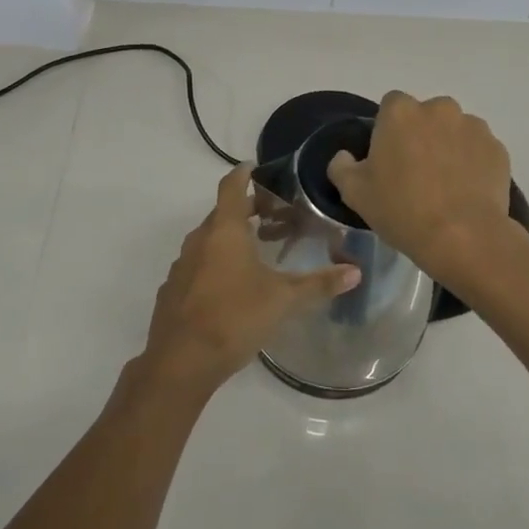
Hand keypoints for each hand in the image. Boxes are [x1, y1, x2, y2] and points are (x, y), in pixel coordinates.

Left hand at [140, 165, 360, 397]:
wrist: (180, 361)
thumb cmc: (234, 318)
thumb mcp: (283, 300)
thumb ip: (319, 284)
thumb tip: (356, 272)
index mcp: (224, 231)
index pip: (232, 187)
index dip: (243, 174)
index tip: (255, 166)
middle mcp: (199, 240)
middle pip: (222, 214)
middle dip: (245, 210)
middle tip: (272, 215)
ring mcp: (181, 266)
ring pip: (208, 241)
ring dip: (229, 239)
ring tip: (255, 250)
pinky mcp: (173, 290)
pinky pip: (196, 265)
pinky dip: (214, 264)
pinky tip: (230, 286)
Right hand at [326, 91, 514, 284]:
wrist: (464, 237)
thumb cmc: (402, 210)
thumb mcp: (354, 193)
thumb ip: (341, 166)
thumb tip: (345, 156)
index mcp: (400, 112)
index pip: (390, 105)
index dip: (388, 130)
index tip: (388, 158)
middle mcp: (439, 108)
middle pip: (425, 115)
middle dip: (421, 135)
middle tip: (416, 172)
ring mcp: (473, 126)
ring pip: (454, 130)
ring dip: (448, 147)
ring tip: (445, 184)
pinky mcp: (498, 148)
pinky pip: (478, 150)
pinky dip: (472, 163)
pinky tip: (466, 191)